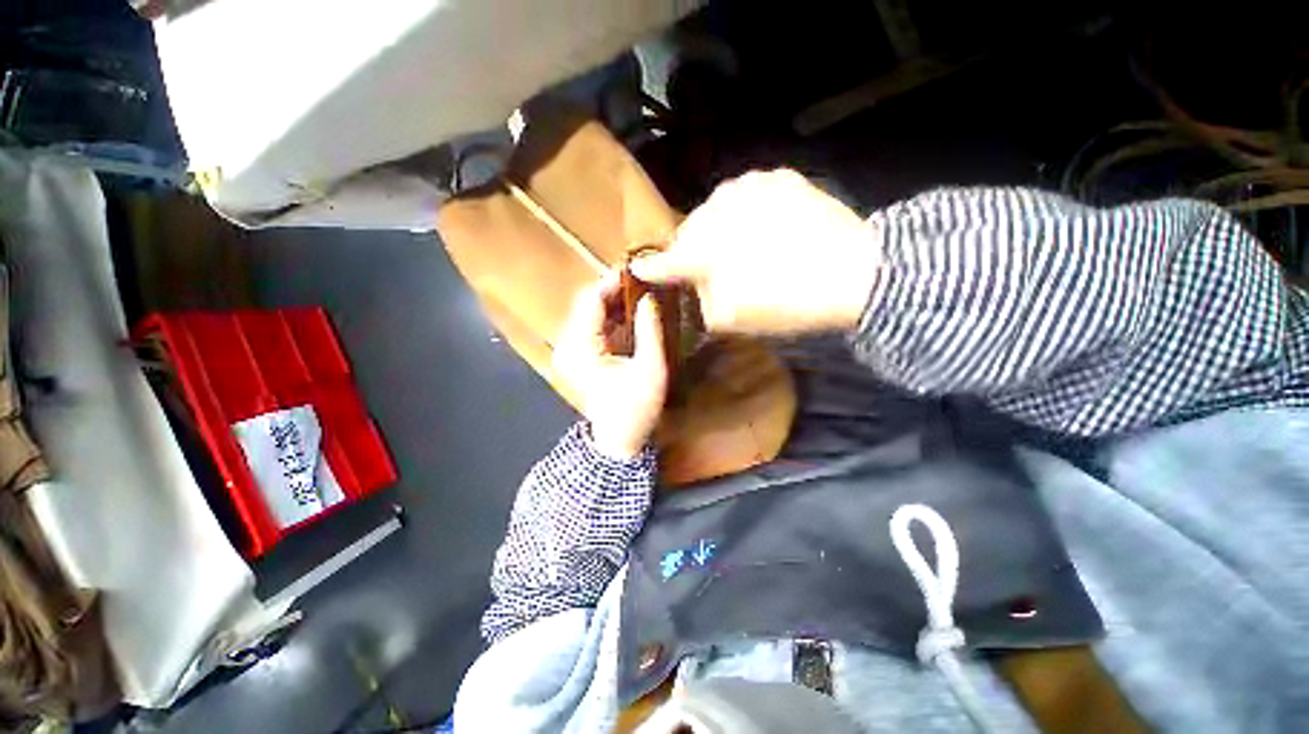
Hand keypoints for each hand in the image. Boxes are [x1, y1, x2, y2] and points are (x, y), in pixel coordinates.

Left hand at [553, 274, 667, 459]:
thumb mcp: (650, 369)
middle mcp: (569, 345)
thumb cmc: (636, 408)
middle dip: (615, 291)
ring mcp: (572, 351)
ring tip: (642, 294)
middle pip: (588, 304)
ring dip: (615, 303)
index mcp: (580, 347)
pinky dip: (613, 318)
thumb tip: (650, 298)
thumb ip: (649, 330)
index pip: (590, 301)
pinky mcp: (579, 356)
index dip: (612, 282)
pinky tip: (633, 314)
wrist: (619, 441)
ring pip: (591, 314)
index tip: (637, 270)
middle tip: (644, 281)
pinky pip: (594, 327)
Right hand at [632, 169, 877, 334]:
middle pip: (692, 231)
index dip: (652, 267)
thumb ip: (702, 304)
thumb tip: (694, 291)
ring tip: (745, 248)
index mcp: (704, 248)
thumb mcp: (734, 319)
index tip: (640, 267)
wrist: (854, 271)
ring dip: (721, 229)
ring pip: (718, 209)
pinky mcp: (777, 178)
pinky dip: (747, 212)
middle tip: (715, 270)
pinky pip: (747, 196)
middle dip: (697, 250)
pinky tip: (766, 229)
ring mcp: (748, 187)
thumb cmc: (786, 301)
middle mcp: (717, 209)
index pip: (665, 260)